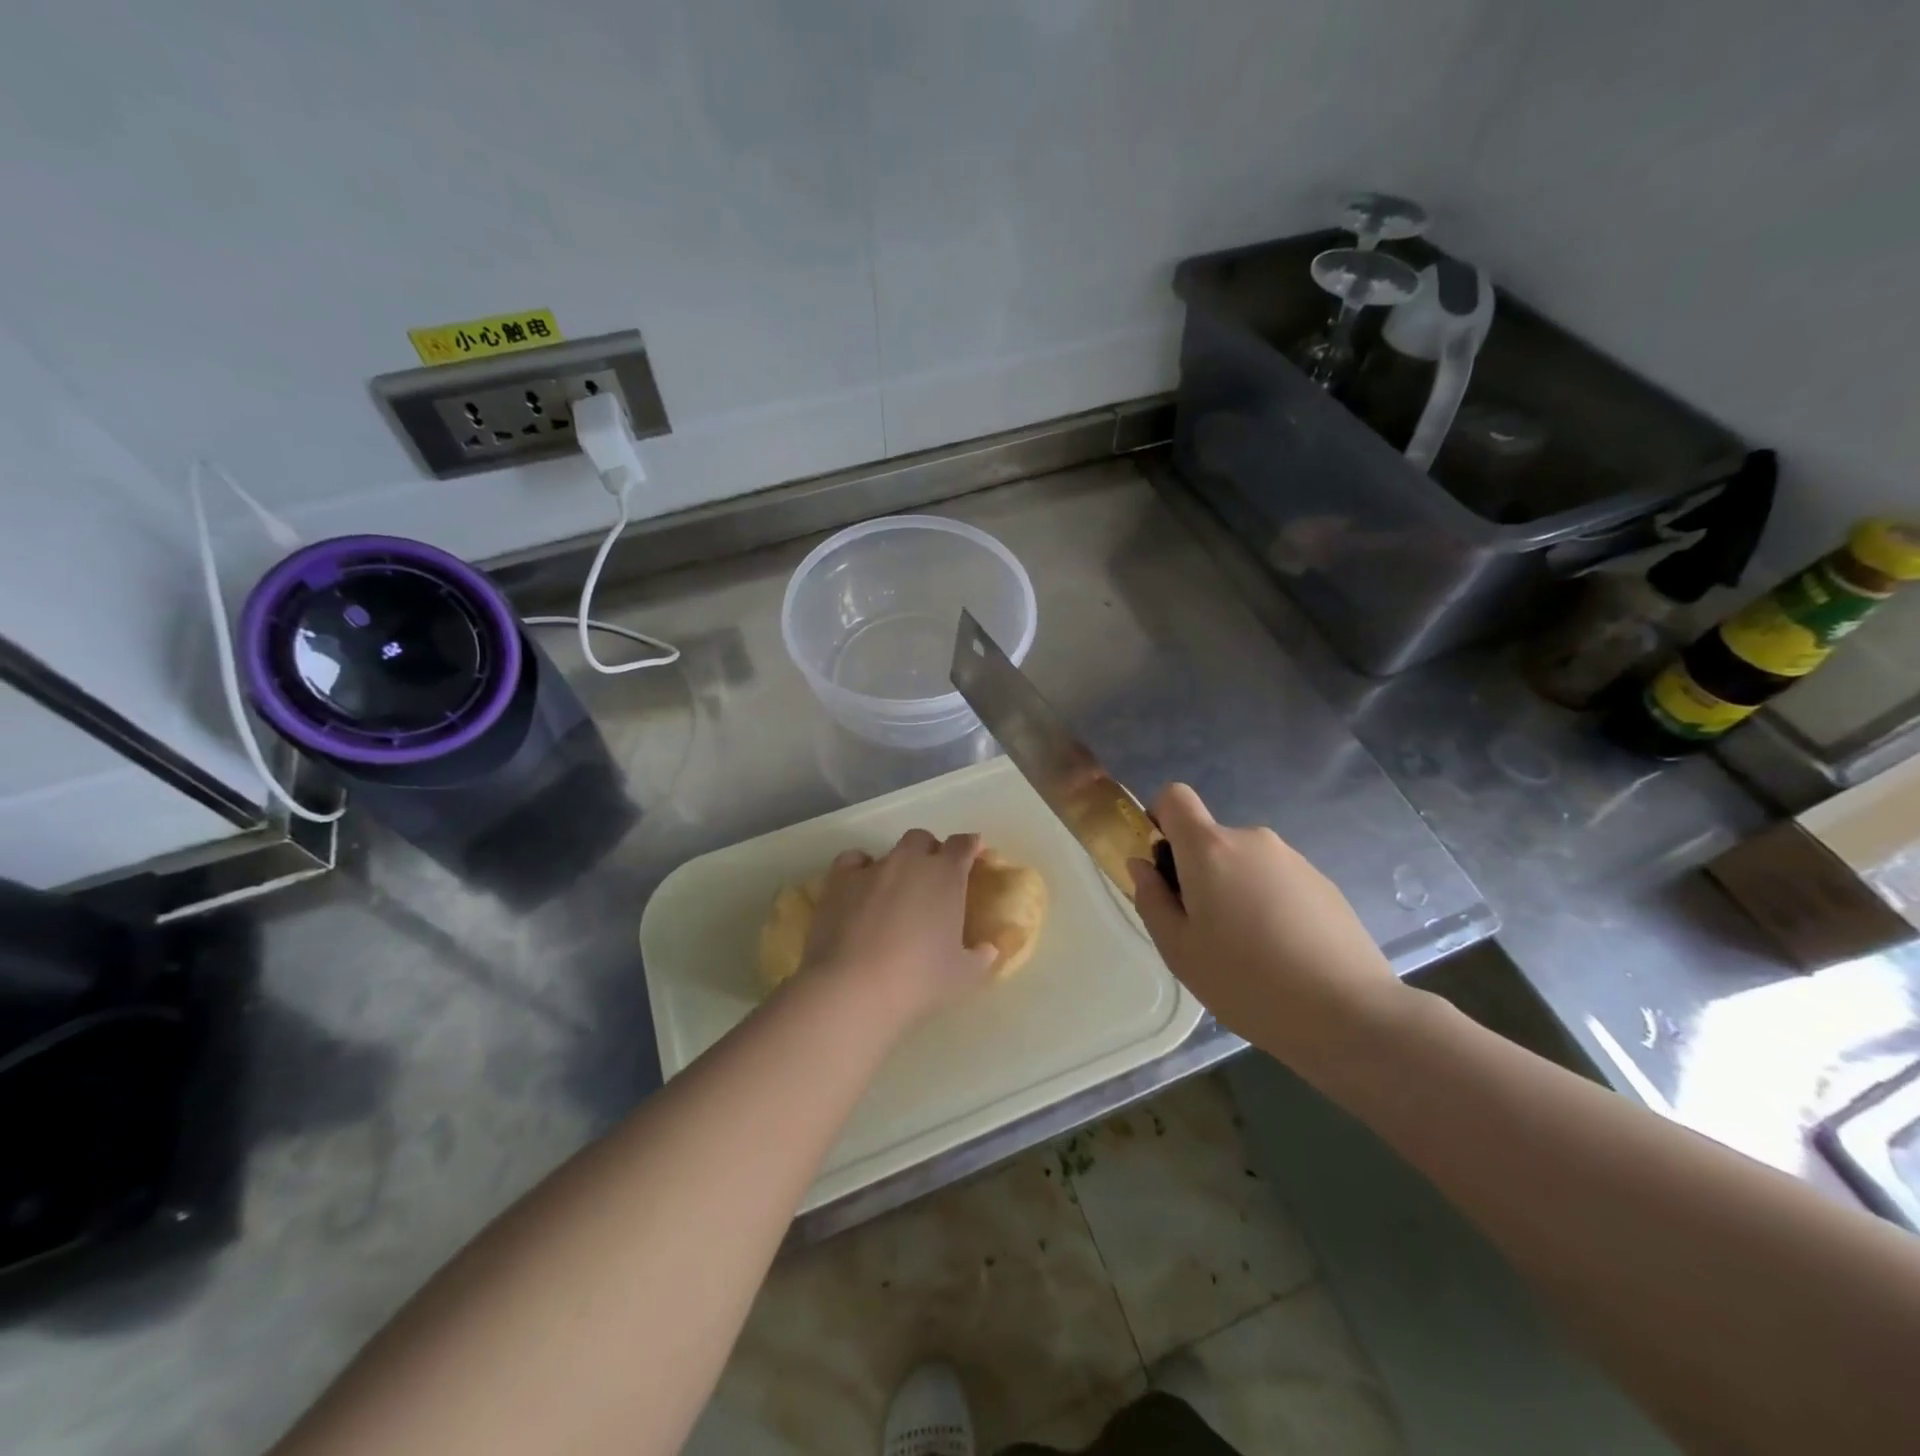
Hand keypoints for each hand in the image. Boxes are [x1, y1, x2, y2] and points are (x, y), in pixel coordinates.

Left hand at [799, 829, 997, 1024]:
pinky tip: (861, 888)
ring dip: (898, 865)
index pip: (964, 844)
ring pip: (890, 851)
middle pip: (923, 840)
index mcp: (946, 876)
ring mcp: (873, 868)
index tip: (974, 856)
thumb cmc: (918, 981)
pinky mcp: (839, 880)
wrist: (854, 988)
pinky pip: (853, 860)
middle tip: (933, 880)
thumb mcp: (963, 976)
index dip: (970, 847)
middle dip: (930, 852)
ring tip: (896, 893)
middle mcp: (910, 861)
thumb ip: (981, 957)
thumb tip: (989, 949)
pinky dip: (860, 869)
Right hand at [1128, 784, 1404, 1073]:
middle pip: (1210, 838)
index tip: (1164, 865)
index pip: (1174, 797)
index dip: (1161, 819)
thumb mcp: (1178, 949)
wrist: (1348, 1012)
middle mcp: (1252, 840)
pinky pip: (1277, 881)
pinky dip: (1269, 904)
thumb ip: (1151, 898)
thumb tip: (1143, 864)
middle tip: (1205, 930)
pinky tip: (1283, 953)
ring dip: (1236, 890)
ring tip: (1249, 950)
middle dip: (1199, 872)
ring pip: (1245, 863)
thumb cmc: (1245, 981)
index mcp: (1209, 848)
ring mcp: (1293, 859)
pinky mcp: (1323, 883)